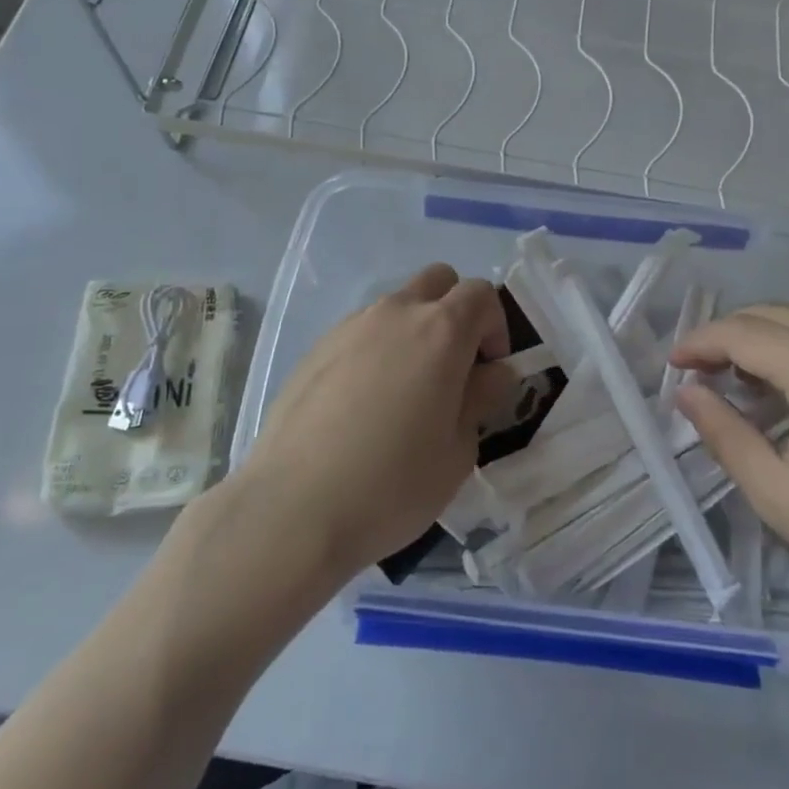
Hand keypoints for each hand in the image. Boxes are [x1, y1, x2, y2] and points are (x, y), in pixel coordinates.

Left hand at [236, 264, 511, 580]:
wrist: (293, 508)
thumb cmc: (393, 483)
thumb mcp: (458, 451)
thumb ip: (481, 398)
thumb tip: (491, 372)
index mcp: (440, 331)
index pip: (481, 294)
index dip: (495, 327)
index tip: (488, 370)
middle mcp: (395, 313)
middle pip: (438, 281)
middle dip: (455, 312)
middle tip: (453, 367)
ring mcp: (350, 326)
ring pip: (396, 306)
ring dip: (412, 332)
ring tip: (403, 394)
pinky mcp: (315, 349)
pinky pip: (360, 333)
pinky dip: (375, 351)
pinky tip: (361, 406)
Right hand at [670, 301, 788, 644]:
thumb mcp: (778, 494)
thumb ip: (723, 432)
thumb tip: (687, 392)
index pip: (743, 333)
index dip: (701, 343)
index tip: (676, 363)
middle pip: (776, 314)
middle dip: (731, 336)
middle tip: (708, 372)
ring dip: (778, 329)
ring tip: (762, 367)